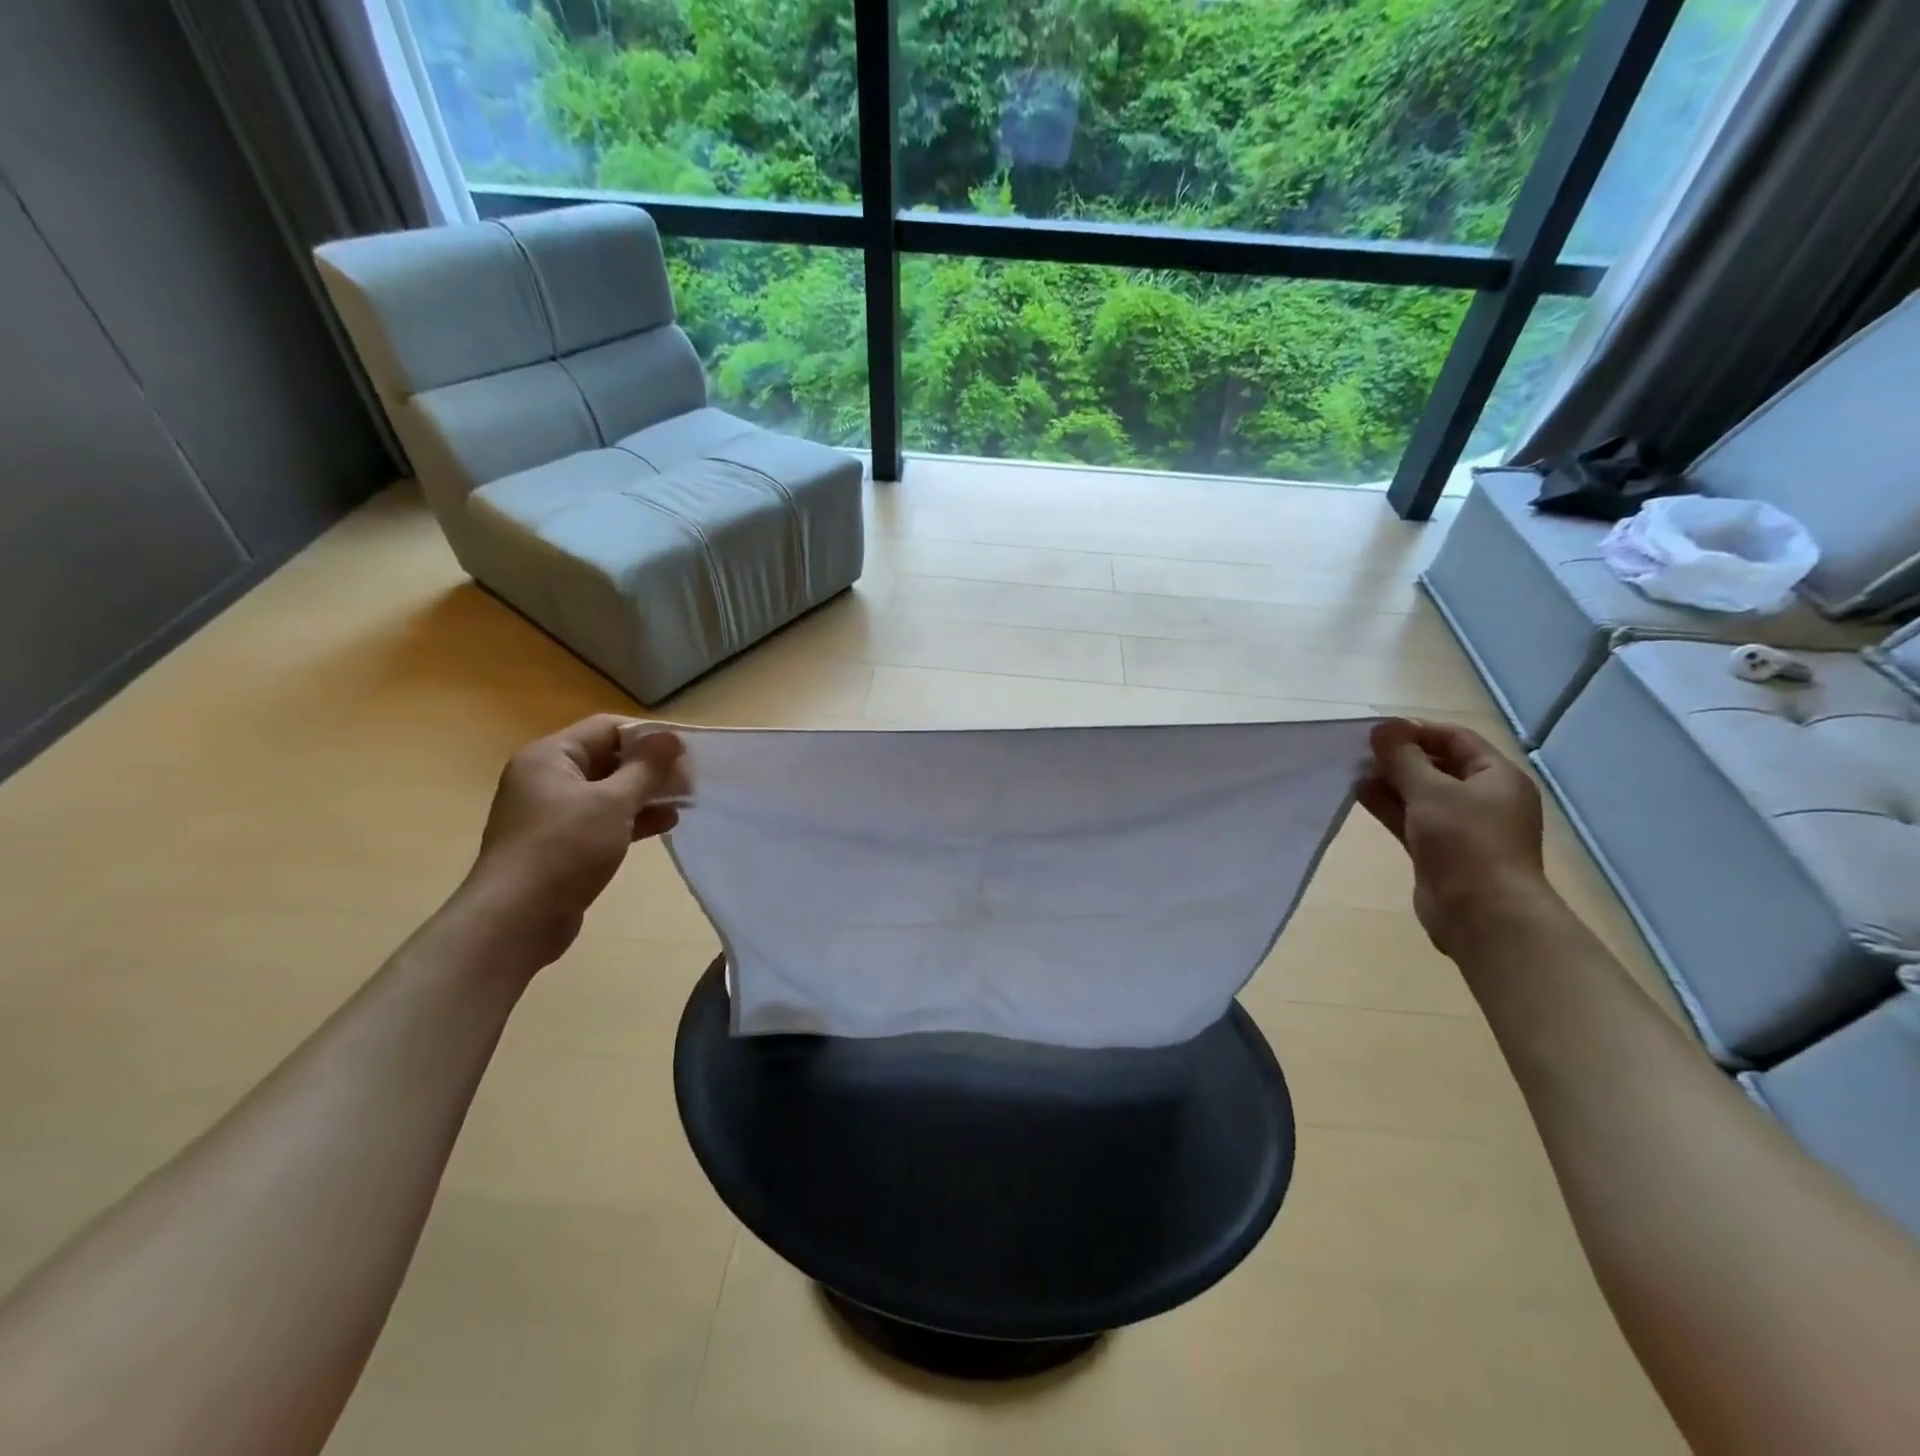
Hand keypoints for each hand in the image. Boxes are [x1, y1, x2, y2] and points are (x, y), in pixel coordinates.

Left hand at [457, 715, 685, 966]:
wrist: (517, 919)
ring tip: (685, 800)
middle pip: (608, 759)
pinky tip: (666, 823)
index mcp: (550, 757)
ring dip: (646, 794)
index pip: (607, 729)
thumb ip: (646, 767)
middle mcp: (547, 778)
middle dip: (651, 767)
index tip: (686, 750)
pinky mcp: (562, 844)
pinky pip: (603, 819)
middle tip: (691, 778)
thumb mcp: (612, 802)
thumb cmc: (564, 849)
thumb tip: (671, 737)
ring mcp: (552, 813)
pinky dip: (633, 818)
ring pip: (608, 791)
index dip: (648, 736)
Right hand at [1357, 718, 1549, 953]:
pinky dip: (1388, 806)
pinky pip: (1411, 818)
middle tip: (1360, 752)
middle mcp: (1483, 798)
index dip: (1417, 731)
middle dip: (1399, 757)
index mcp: (1496, 777)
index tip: (1378, 732)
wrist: (1482, 914)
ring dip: (1389, 782)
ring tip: (1353, 771)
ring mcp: (1461, 827)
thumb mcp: (1432, 791)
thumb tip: (1382, 727)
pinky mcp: (1438, 850)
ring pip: (1420, 794)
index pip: (1456, 739)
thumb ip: (1403, 758)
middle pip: (1437, 766)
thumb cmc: (1466, 843)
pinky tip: (1359, 794)